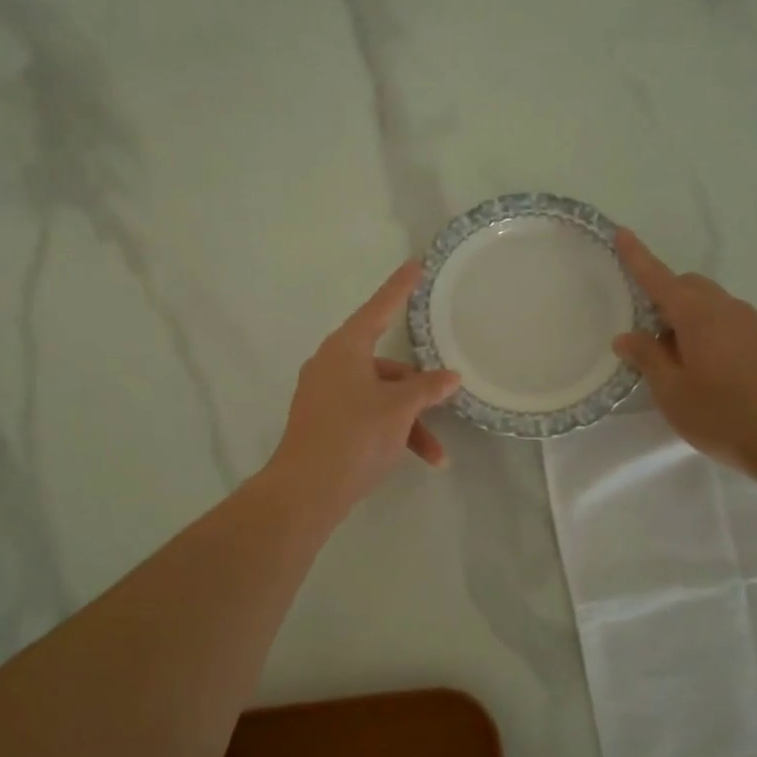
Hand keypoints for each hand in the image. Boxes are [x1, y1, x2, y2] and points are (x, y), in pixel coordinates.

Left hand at [265, 261, 462, 520]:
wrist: (306, 491)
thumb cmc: (354, 435)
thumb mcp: (399, 408)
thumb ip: (427, 388)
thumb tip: (450, 377)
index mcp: (345, 348)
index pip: (379, 308)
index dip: (400, 287)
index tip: (416, 264)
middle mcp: (332, 364)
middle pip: (386, 366)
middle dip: (419, 392)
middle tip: (445, 403)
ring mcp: (325, 395)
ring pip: (380, 397)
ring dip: (409, 422)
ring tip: (436, 456)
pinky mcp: (324, 422)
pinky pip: (366, 415)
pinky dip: (390, 432)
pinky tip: (413, 458)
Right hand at [613, 229, 756, 485]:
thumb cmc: (723, 415)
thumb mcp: (672, 391)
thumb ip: (647, 358)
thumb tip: (626, 336)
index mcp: (697, 315)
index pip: (659, 277)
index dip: (637, 257)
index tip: (621, 234)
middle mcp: (726, 309)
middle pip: (688, 286)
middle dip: (664, 298)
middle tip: (648, 337)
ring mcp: (753, 324)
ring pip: (710, 305)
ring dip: (687, 319)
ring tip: (677, 363)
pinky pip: (728, 323)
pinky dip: (708, 333)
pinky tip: (707, 372)